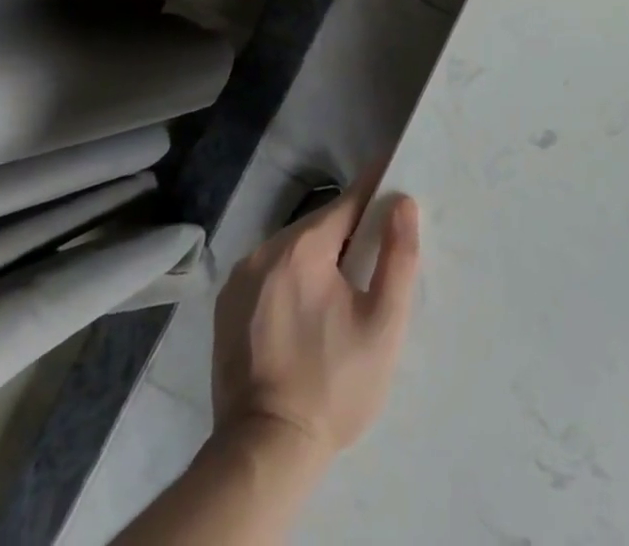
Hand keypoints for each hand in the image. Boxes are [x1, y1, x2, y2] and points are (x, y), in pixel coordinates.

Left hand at [211, 175, 420, 459]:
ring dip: (319, 254)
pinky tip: (307, 306)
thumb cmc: (333, 385)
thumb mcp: (383, 323)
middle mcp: (264, 251)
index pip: (348, 200)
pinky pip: (270, 271)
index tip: (394, 173)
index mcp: (302, 249)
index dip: (375, 188)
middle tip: (375, 250)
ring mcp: (239, 279)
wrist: (264, 454)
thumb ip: (398, 256)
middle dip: (349, 231)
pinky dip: (292, 275)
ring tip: (343, 283)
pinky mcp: (226, 306)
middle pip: (319, 225)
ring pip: (293, 247)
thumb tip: (402, 202)